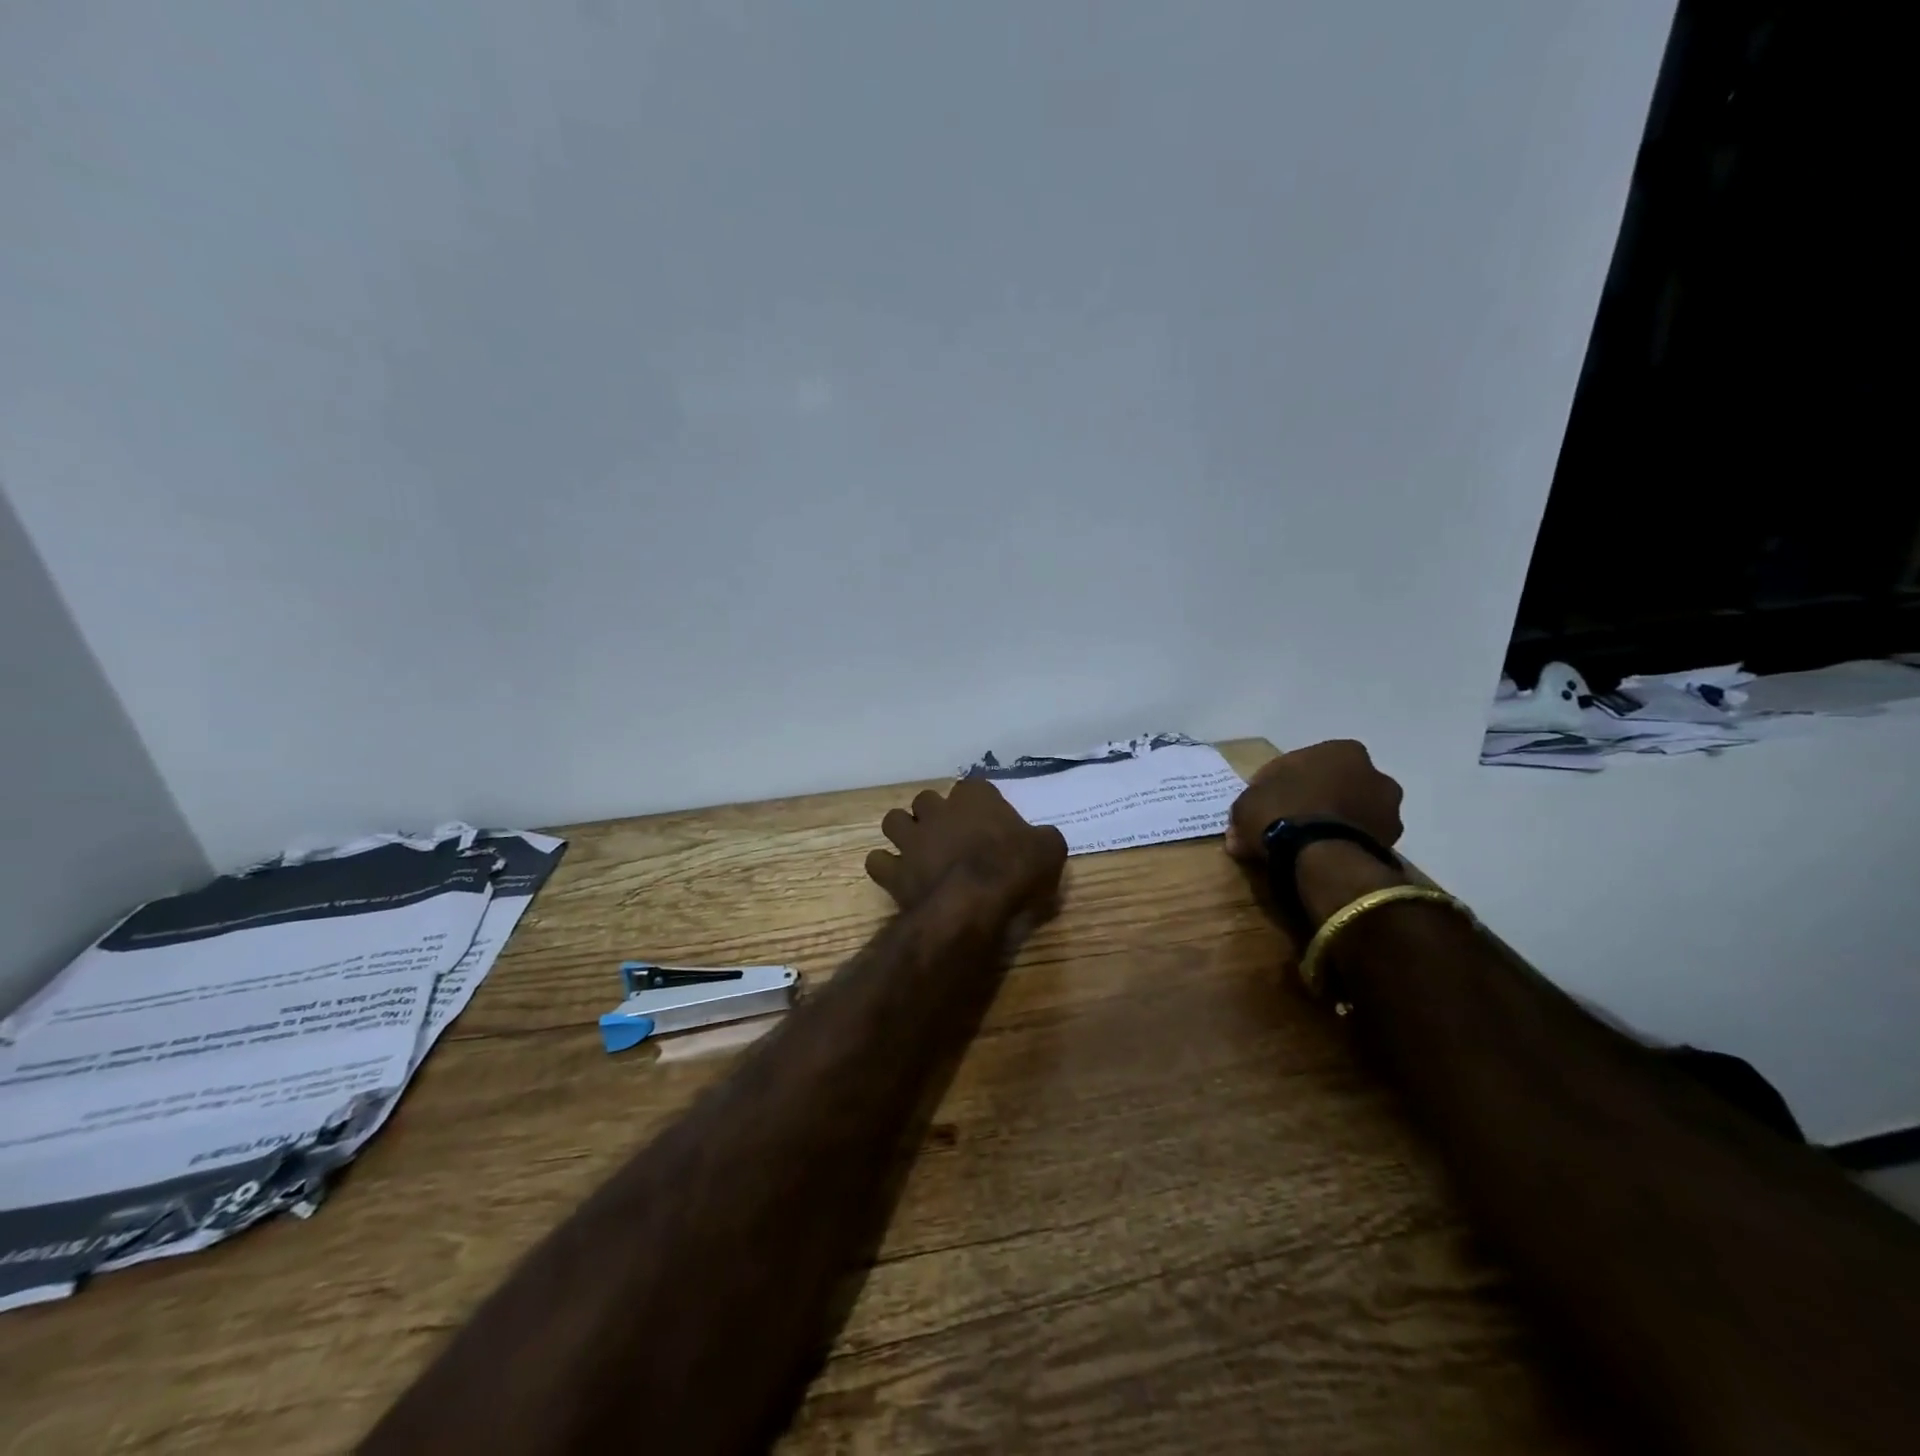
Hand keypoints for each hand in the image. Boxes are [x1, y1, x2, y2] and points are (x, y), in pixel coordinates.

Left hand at [866, 778, 1068, 923]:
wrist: (973, 902)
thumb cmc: (1014, 869)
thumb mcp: (1049, 850)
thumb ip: (1042, 838)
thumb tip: (1041, 840)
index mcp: (976, 798)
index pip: (974, 787)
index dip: (979, 803)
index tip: (988, 821)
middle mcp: (938, 810)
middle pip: (927, 800)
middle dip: (934, 814)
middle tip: (950, 836)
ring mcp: (911, 838)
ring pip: (894, 820)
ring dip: (904, 832)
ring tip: (917, 849)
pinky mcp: (894, 870)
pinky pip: (878, 861)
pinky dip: (885, 867)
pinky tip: (897, 876)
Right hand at [1224, 740, 1404, 860]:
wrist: (1320, 856)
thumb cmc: (1281, 811)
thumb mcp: (1246, 803)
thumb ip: (1249, 807)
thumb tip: (1240, 830)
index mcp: (1341, 751)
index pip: (1303, 763)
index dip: (1281, 783)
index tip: (1265, 803)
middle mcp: (1374, 773)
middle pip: (1336, 785)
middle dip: (1317, 800)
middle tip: (1289, 822)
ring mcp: (1388, 810)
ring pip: (1351, 812)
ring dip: (1333, 823)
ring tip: (1306, 846)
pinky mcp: (1392, 843)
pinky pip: (1359, 838)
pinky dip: (1343, 845)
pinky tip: (1322, 858)